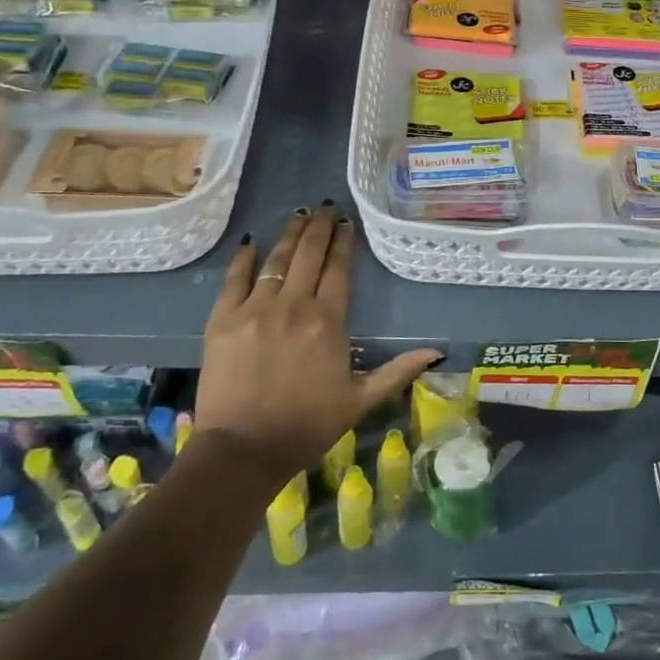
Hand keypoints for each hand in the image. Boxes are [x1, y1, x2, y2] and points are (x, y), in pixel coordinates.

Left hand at [194, 204, 438, 484]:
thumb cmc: (307, 426)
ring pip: (275, 260)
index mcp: (327, 321)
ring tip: (300, 215)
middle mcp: (293, 305)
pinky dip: (244, 258)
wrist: (243, 451)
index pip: (338, 269)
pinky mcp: (222, 320)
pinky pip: (234, 279)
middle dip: (319, 227)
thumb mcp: (360, 401)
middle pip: (308, 255)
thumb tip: (437, 352)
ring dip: (290, 234)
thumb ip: (397, 371)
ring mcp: (254, 310)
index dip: (344, 242)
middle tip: (325, 207)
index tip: (347, 223)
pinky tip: (253, 242)